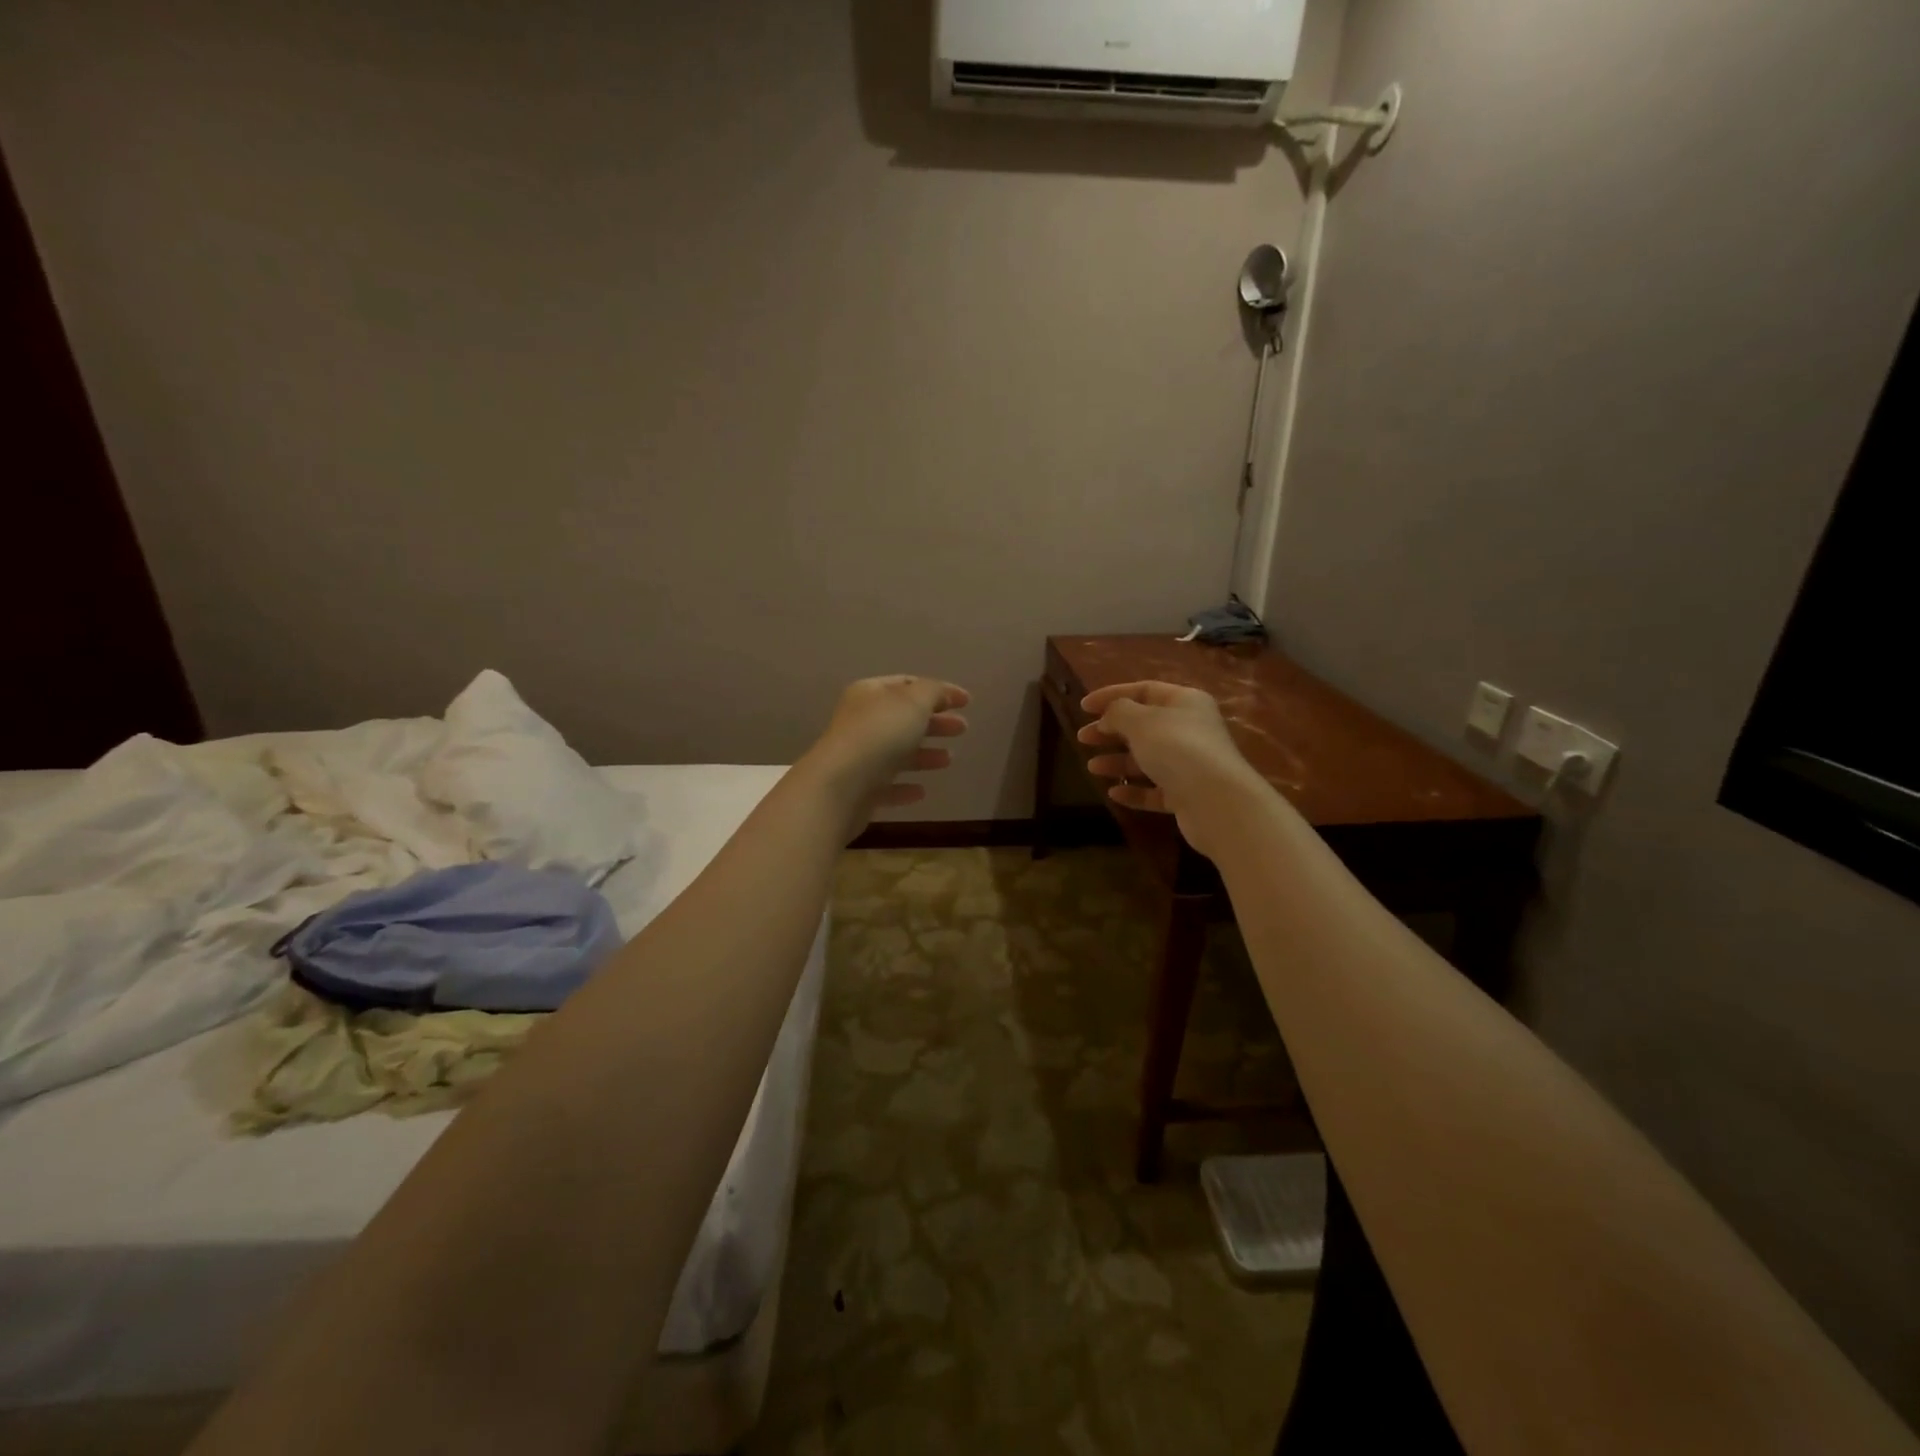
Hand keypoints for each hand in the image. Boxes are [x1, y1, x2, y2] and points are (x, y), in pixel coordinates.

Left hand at [803, 675, 969, 828]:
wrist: (840, 786)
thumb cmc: (879, 734)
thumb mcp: (914, 702)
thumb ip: (934, 692)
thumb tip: (947, 693)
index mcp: (870, 694)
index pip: (907, 685)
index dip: (938, 691)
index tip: (966, 702)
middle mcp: (861, 722)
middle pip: (903, 719)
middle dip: (934, 722)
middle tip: (963, 728)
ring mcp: (858, 757)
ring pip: (896, 752)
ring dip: (924, 755)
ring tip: (949, 759)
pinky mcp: (859, 790)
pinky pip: (887, 785)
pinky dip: (905, 786)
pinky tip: (921, 791)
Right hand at [1077, 681, 1263, 855]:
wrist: (1216, 801)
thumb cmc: (1177, 748)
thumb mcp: (1140, 721)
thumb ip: (1118, 712)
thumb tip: (1109, 715)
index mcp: (1184, 702)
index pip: (1144, 690)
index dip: (1111, 695)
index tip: (1083, 707)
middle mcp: (1190, 729)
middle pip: (1144, 725)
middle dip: (1111, 731)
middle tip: (1083, 738)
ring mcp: (1190, 764)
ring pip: (1148, 759)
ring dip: (1118, 761)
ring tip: (1092, 768)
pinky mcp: (1187, 795)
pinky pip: (1155, 789)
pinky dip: (1134, 790)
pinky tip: (1114, 793)